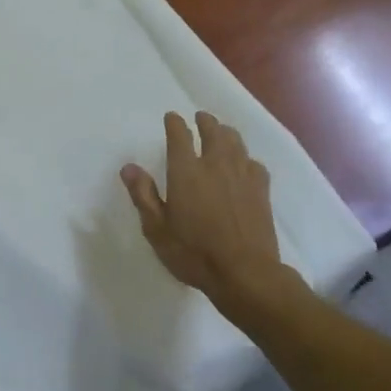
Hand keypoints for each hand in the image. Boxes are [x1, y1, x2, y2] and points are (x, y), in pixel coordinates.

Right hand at [121, 111, 289, 307]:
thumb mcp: (157, 229)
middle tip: (200, 118)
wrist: (245, 273)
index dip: (175, 123)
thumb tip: (129, 167)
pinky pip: (254, 163)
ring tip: (222, 132)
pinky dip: (246, 158)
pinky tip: (245, 164)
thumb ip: (143, 195)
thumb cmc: (194, 253)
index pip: (179, 135)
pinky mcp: (261, 189)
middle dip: (205, 121)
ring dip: (226, 133)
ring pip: (235, 142)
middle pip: (212, 131)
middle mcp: (215, 164)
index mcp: (186, 171)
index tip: (172, 118)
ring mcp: (241, 175)